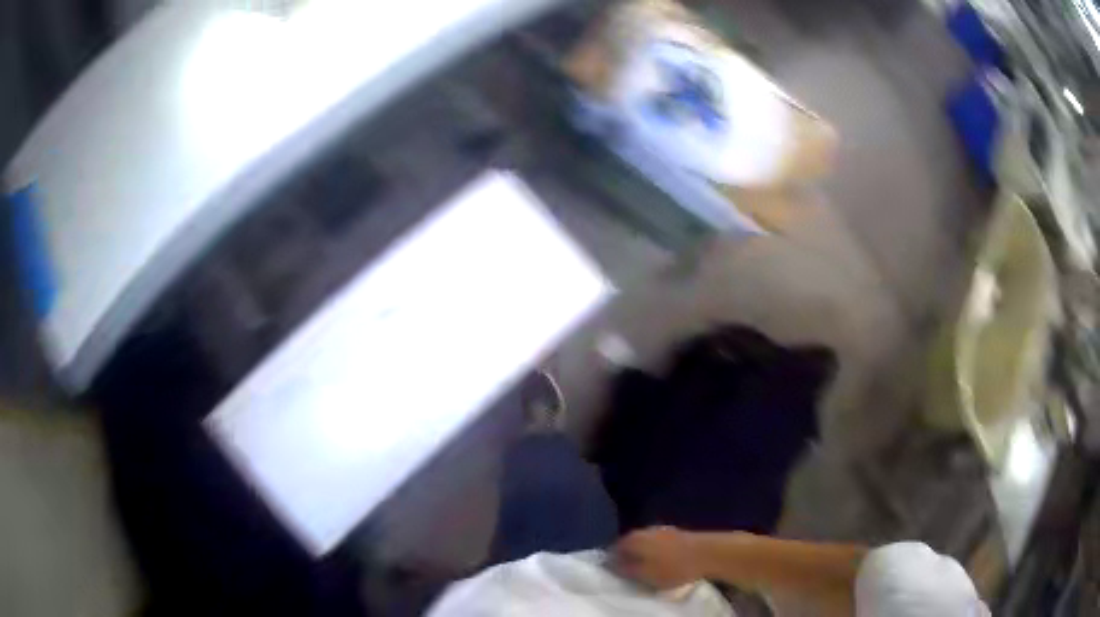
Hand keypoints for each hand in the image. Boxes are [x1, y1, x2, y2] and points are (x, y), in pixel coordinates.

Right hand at [612, 526, 706, 589]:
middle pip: (630, 545)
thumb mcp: (644, 574)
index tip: (615, 575)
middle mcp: (645, 530)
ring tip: (647, 571)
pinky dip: (657, 554)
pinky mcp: (677, 534)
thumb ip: (625, 569)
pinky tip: (663, 564)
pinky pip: (659, 545)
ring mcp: (662, 530)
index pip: (614, 548)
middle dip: (628, 558)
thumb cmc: (673, 567)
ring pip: (645, 544)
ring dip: (643, 556)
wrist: (708, 553)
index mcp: (633, 539)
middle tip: (630, 574)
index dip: (612, 562)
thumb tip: (610, 564)